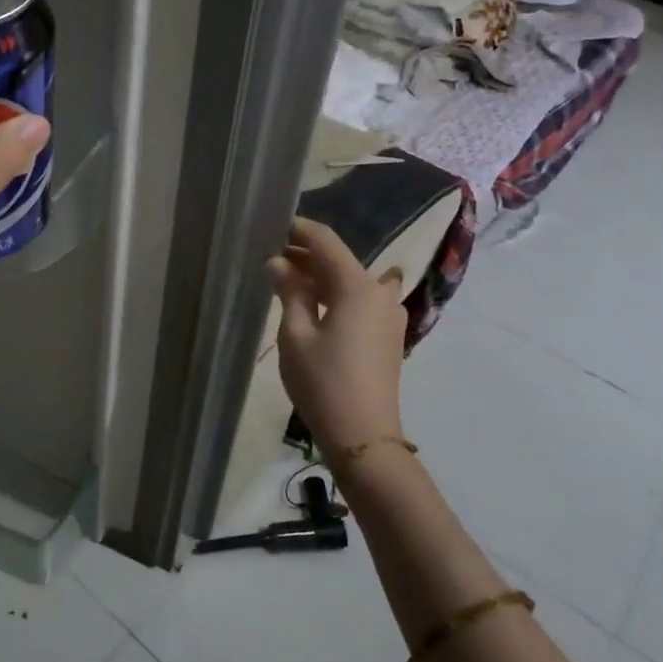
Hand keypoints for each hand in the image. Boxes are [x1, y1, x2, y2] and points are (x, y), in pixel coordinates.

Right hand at [267, 217, 408, 451]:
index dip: (299, 230)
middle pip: (341, 260)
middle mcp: (380, 293)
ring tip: (289, 282)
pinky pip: (361, 301)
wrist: (363, 436)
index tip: (273, 225)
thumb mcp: (295, 334)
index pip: (326, 242)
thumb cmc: (323, 381)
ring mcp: (389, 316)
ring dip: (322, 277)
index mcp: (358, 287)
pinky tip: (313, 307)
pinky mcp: (388, 336)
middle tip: (272, 257)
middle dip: (307, 255)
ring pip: (352, 281)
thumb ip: (289, 291)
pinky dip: (336, 296)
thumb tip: (279, 263)